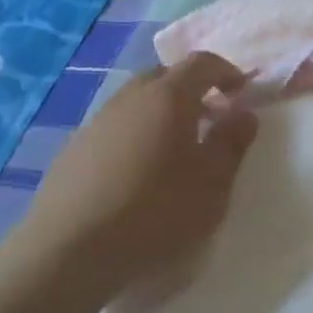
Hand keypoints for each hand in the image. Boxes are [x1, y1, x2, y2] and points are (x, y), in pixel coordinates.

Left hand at [22, 53, 258, 297]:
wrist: (68, 250)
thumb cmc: (154, 212)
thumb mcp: (211, 184)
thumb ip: (231, 143)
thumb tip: (244, 114)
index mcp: (168, 96)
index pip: (202, 62)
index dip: (225, 71)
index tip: (240, 92)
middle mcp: (131, 96)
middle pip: (165, 76)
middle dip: (192, 90)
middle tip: (209, 119)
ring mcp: (98, 120)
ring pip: (137, 101)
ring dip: (161, 113)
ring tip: (174, 150)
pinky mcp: (74, 148)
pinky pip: (115, 127)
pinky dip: (135, 135)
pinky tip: (136, 174)